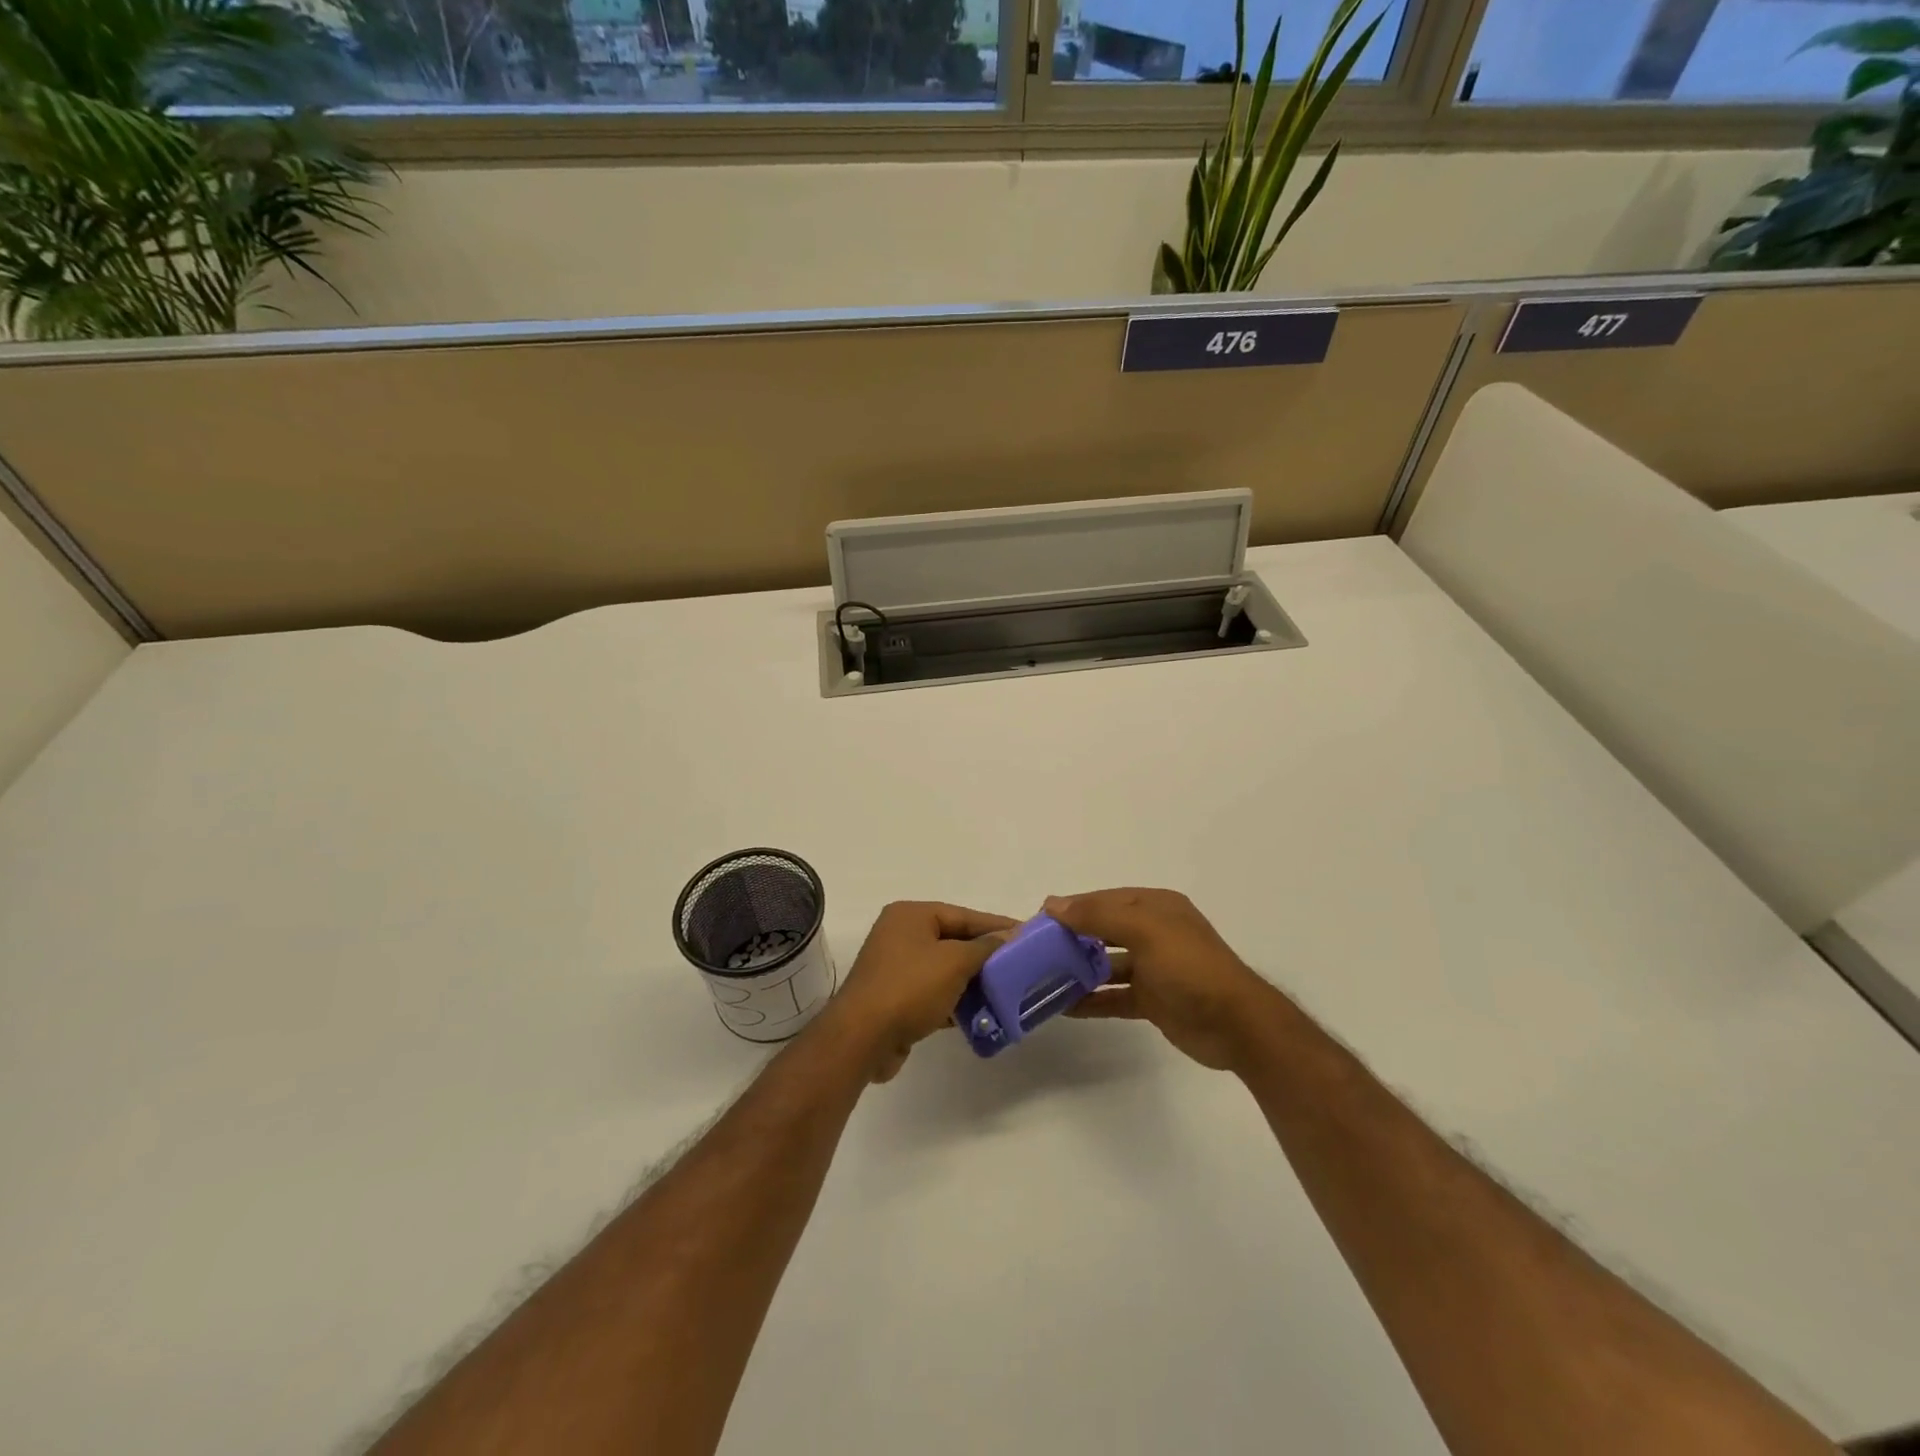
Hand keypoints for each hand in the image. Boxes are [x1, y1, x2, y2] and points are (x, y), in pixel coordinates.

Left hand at [828, 901, 1014, 1082]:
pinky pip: (934, 992)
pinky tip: (981, 1014)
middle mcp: (901, 935)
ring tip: (1007, 992)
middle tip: (1020, 966)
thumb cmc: (909, 988)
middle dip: (985, 956)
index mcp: (911, 915)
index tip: (1027, 935)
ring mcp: (896, 967)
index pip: (963, 915)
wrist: (862, 1038)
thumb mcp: (954, 962)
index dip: (996, 925)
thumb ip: (984, 947)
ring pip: (945, 969)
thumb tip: (1008, 935)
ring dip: (973, 981)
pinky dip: (956, 1001)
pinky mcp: (896, 998)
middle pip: (954, 940)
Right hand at [1047, 889, 1277, 1071]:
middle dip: (1072, 938)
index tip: (1038, 920)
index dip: (1073, 907)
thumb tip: (1053, 904)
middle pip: (1104, 930)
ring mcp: (1154, 968)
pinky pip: (1114, 996)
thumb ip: (1099, 915)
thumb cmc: (1191, 968)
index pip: (1105, 900)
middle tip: (1036, 950)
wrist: (1237, 1026)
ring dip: (1079, 970)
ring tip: (1043, 978)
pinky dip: (1092, 1000)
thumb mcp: (1145, 931)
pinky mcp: (1153, 1001)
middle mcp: (1154, 933)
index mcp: (1156, 908)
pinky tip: (1064, 1007)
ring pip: (1107, 964)